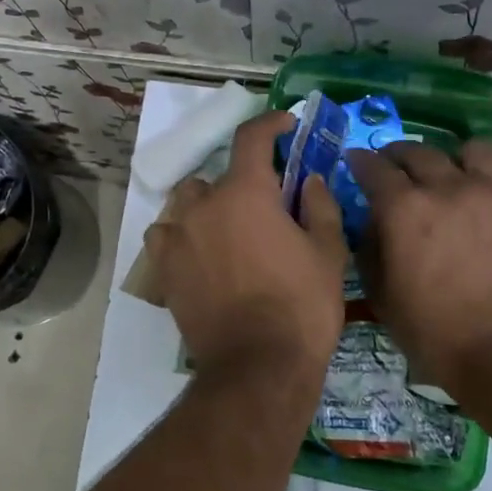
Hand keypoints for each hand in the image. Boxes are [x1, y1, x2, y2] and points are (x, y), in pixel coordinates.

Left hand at [144, 111, 345, 377]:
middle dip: (240, 186)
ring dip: (207, 210)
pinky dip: (180, 238)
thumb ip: (320, 206)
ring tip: (227, 236)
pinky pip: (165, 237)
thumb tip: (308, 180)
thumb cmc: (301, 306)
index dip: (269, 123)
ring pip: (188, 205)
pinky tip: (198, 256)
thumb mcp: (328, 253)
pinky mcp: (163, 268)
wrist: (258, 366)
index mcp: (246, 192)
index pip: (251, 138)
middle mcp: (203, 205)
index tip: (284, 125)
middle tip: (262, 211)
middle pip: (217, 177)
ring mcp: (177, 236)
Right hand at [346, 140, 491, 392]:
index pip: (373, 167)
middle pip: (418, 151)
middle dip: (399, 156)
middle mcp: (449, 187)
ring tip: (455, 177)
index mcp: (404, 209)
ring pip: (473, 149)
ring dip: (455, 160)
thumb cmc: (437, 334)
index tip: (356, 162)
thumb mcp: (382, 297)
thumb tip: (373, 224)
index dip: (360, 162)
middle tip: (397, 168)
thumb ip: (370, 251)